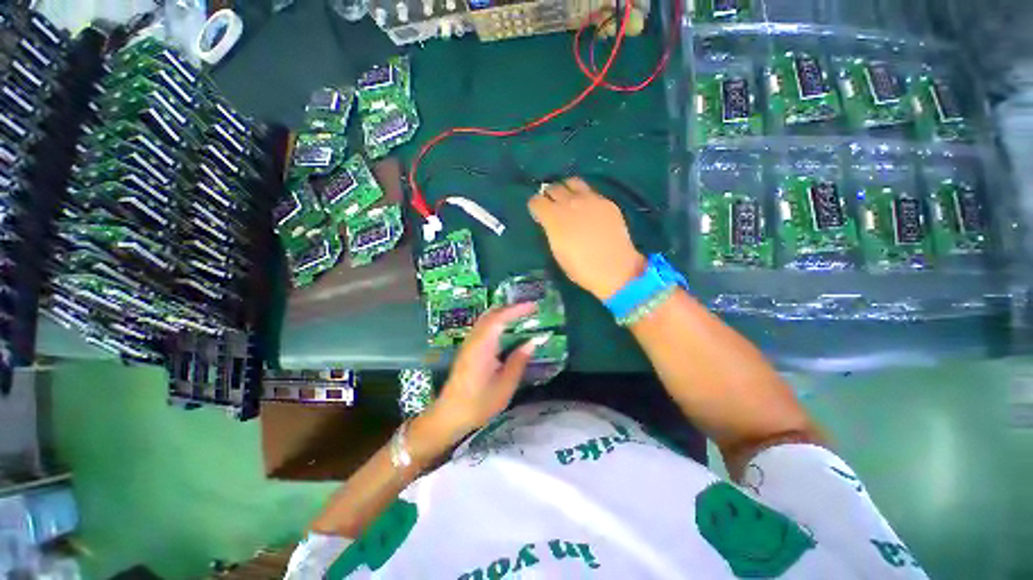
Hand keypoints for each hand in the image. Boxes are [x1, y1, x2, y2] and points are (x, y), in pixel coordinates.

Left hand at [432, 303, 547, 435]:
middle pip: (491, 314)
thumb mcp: (505, 385)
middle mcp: (474, 339)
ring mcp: (469, 343)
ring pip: (485, 319)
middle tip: (529, 309)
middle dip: (510, 308)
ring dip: (503, 314)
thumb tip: (533, 342)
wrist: (449, 415)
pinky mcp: (468, 349)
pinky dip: (496, 322)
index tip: (533, 306)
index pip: (500, 318)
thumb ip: (519, 361)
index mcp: (482, 346)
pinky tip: (506, 331)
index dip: (517, 309)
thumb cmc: (479, 403)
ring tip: (521, 317)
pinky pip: (483, 327)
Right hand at [528, 177, 645, 299]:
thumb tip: (550, 222)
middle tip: (552, 205)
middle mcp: (569, 203)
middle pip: (553, 188)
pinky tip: (588, 208)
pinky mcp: (606, 201)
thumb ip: (551, 231)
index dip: (535, 207)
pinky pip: (591, 191)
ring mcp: (589, 199)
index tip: (538, 214)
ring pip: (572, 182)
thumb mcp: (558, 251)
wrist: (614, 268)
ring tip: (569, 199)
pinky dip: (584, 196)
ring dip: (566, 189)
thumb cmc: (580, 268)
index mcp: (553, 217)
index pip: (536, 201)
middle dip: (549, 195)